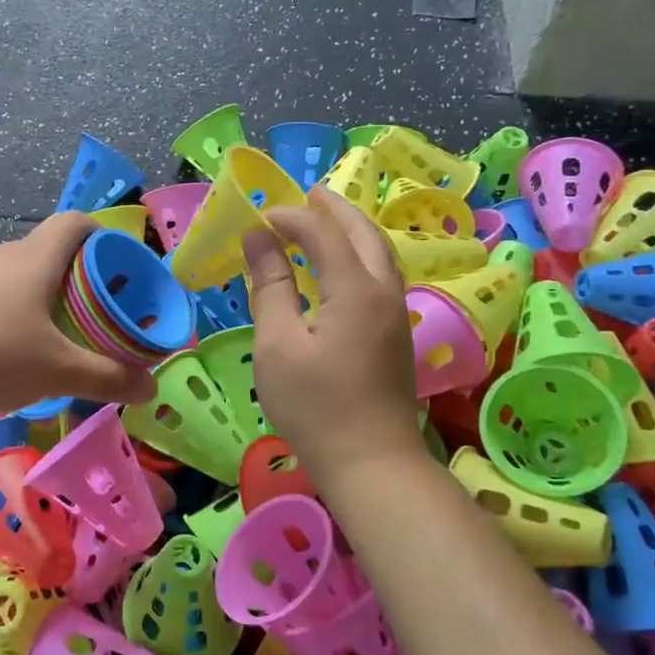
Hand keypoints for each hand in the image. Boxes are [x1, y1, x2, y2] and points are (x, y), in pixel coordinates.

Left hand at [0, 213, 157, 413]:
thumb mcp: (55, 370)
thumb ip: (105, 377)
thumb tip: (151, 385)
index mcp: (39, 257)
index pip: (79, 223)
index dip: (107, 239)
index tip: (124, 273)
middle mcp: (7, 257)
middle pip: (56, 255)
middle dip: (85, 284)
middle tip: (104, 322)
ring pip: (25, 282)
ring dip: (50, 306)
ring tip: (65, 347)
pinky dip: (17, 323)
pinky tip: (17, 361)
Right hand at [242, 187, 426, 487]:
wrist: (372, 463)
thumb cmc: (315, 406)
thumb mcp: (278, 344)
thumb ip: (270, 286)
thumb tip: (258, 238)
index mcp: (355, 288)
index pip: (323, 232)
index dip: (291, 217)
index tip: (259, 218)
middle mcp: (383, 290)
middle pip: (363, 232)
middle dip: (335, 207)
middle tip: (307, 191)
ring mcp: (396, 312)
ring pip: (379, 252)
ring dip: (353, 228)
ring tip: (325, 216)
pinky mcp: (397, 333)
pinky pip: (381, 273)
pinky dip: (360, 253)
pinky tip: (341, 264)